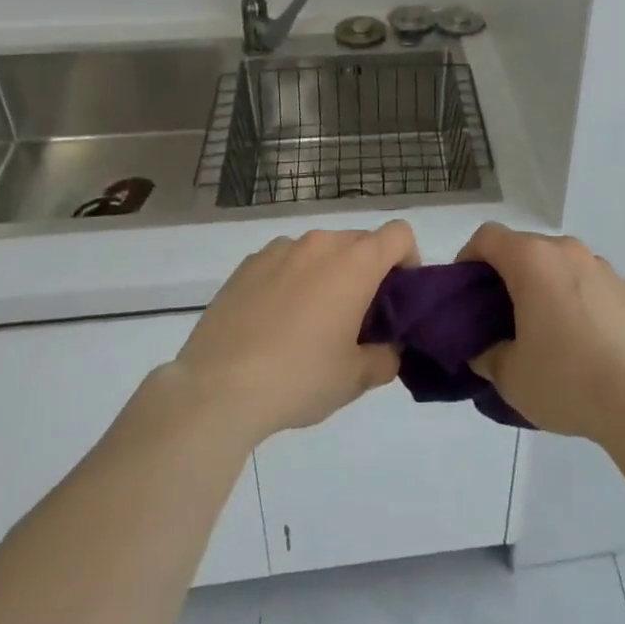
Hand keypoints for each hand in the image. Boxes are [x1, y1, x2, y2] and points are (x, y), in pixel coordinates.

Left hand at [172, 222, 418, 445]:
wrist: (216, 389)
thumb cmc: (299, 378)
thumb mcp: (355, 379)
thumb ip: (385, 358)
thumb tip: (388, 349)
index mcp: (354, 262)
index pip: (399, 234)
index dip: (408, 260)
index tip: (398, 297)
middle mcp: (320, 244)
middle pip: (360, 241)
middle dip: (368, 271)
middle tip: (358, 317)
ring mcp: (279, 250)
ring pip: (320, 250)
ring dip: (328, 273)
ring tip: (312, 321)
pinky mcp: (247, 265)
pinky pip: (285, 262)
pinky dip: (292, 280)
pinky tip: (275, 322)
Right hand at [458, 223, 624, 450]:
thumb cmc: (566, 380)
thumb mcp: (509, 376)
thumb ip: (485, 353)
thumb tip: (483, 348)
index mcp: (532, 260)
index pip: (487, 237)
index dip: (468, 259)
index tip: (465, 294)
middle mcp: (566, 250)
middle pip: (523, 247)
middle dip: (504, 275)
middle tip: (496, 317)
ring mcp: (599, 266)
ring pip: (556, 263)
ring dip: (540, 284)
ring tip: (540, 330)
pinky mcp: (623, 287)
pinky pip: (584, 281)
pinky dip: (571, 296)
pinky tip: (576, 339)